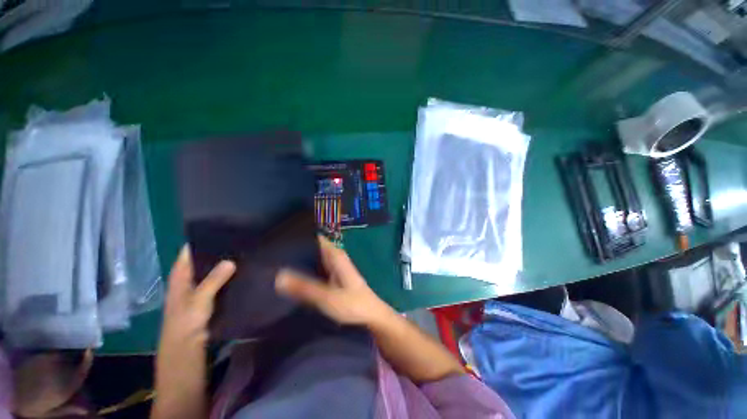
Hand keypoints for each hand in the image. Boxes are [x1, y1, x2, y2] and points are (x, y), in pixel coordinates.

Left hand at [159, 246, 235, 349]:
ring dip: (224, 265)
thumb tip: (231, 260)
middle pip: (201, 262)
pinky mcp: (210, 301)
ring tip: (243, 252)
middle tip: (238, 240)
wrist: (186, 352)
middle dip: (216, 252)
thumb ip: (213, 281)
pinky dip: (229, 278)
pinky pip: (220, 284)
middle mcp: (189, 282)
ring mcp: (200, 292)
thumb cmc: (185, 326)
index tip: (218, 230)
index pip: (187, 255)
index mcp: (180, 279)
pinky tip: (243, 273)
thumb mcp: (198, 301)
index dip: (198, 242)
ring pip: (212, 273)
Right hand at [275, 236, 393, 326]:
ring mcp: (333, 267)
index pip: (316, 238)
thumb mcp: (327, 297)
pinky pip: (315, 269)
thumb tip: (277, 275)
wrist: (371, 316)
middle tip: (271, 254)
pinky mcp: (332, 277)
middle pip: (312, 248)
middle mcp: (334, 257)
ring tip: (274, 263)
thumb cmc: (353, 304)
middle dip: (295, 250)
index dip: (299, 237)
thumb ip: (304, 287)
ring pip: (313, 258)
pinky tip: (289, 276)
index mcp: (335, 255)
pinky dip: (304, 270)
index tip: (277, 238)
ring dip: (298, 260)